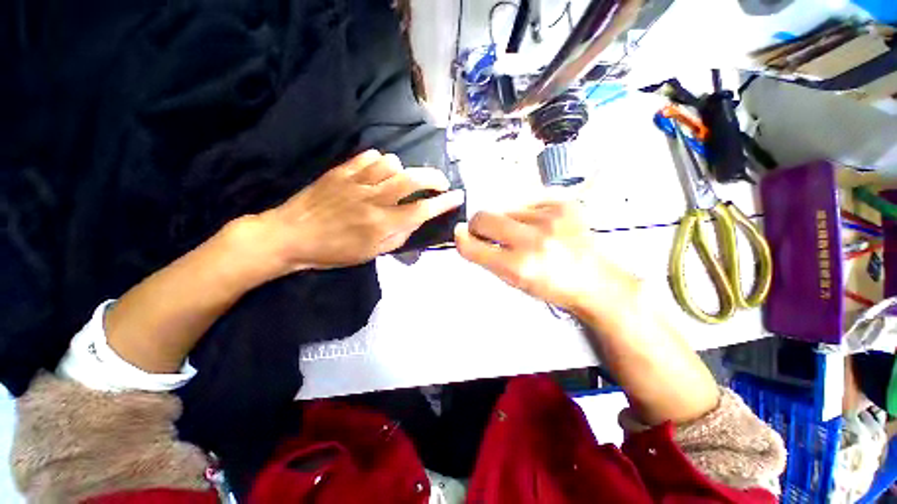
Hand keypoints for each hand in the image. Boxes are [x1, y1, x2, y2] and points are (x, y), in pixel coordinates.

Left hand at [261, 150, 463, 272]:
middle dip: (434, 178)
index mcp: (381, 224)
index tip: (458, 197)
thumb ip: (399, 236)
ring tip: (402, 180)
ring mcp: (356, 182)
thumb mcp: (372, 253)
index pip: (422, 210)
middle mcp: (373, 200)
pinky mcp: (341, 171)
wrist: (291, 236)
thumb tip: (417, 219)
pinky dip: (381, 162)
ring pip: (393, 163)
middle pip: (413, 179)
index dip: (444, 202)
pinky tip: (379, 172)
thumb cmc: (334, 251)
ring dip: (404, 171)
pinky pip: (370, 156)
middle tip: (440, 183)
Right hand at [454, 201, 637, 314]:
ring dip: (507, 221)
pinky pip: (527, 201)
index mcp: (519, 268)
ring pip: (505, 209)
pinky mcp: (565, 204)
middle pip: (484, 217)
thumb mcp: (513, 281)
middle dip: (478, 224)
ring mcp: (551, 218)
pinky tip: (541, 225)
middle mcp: (534, 241)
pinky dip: (526, 213)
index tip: (462, 234)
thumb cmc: (549, 286)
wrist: (595, 280)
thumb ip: (487, 257)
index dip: (462, 239)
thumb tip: (466, 233)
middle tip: (488, 232)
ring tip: (526, 234)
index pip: (473, 246)